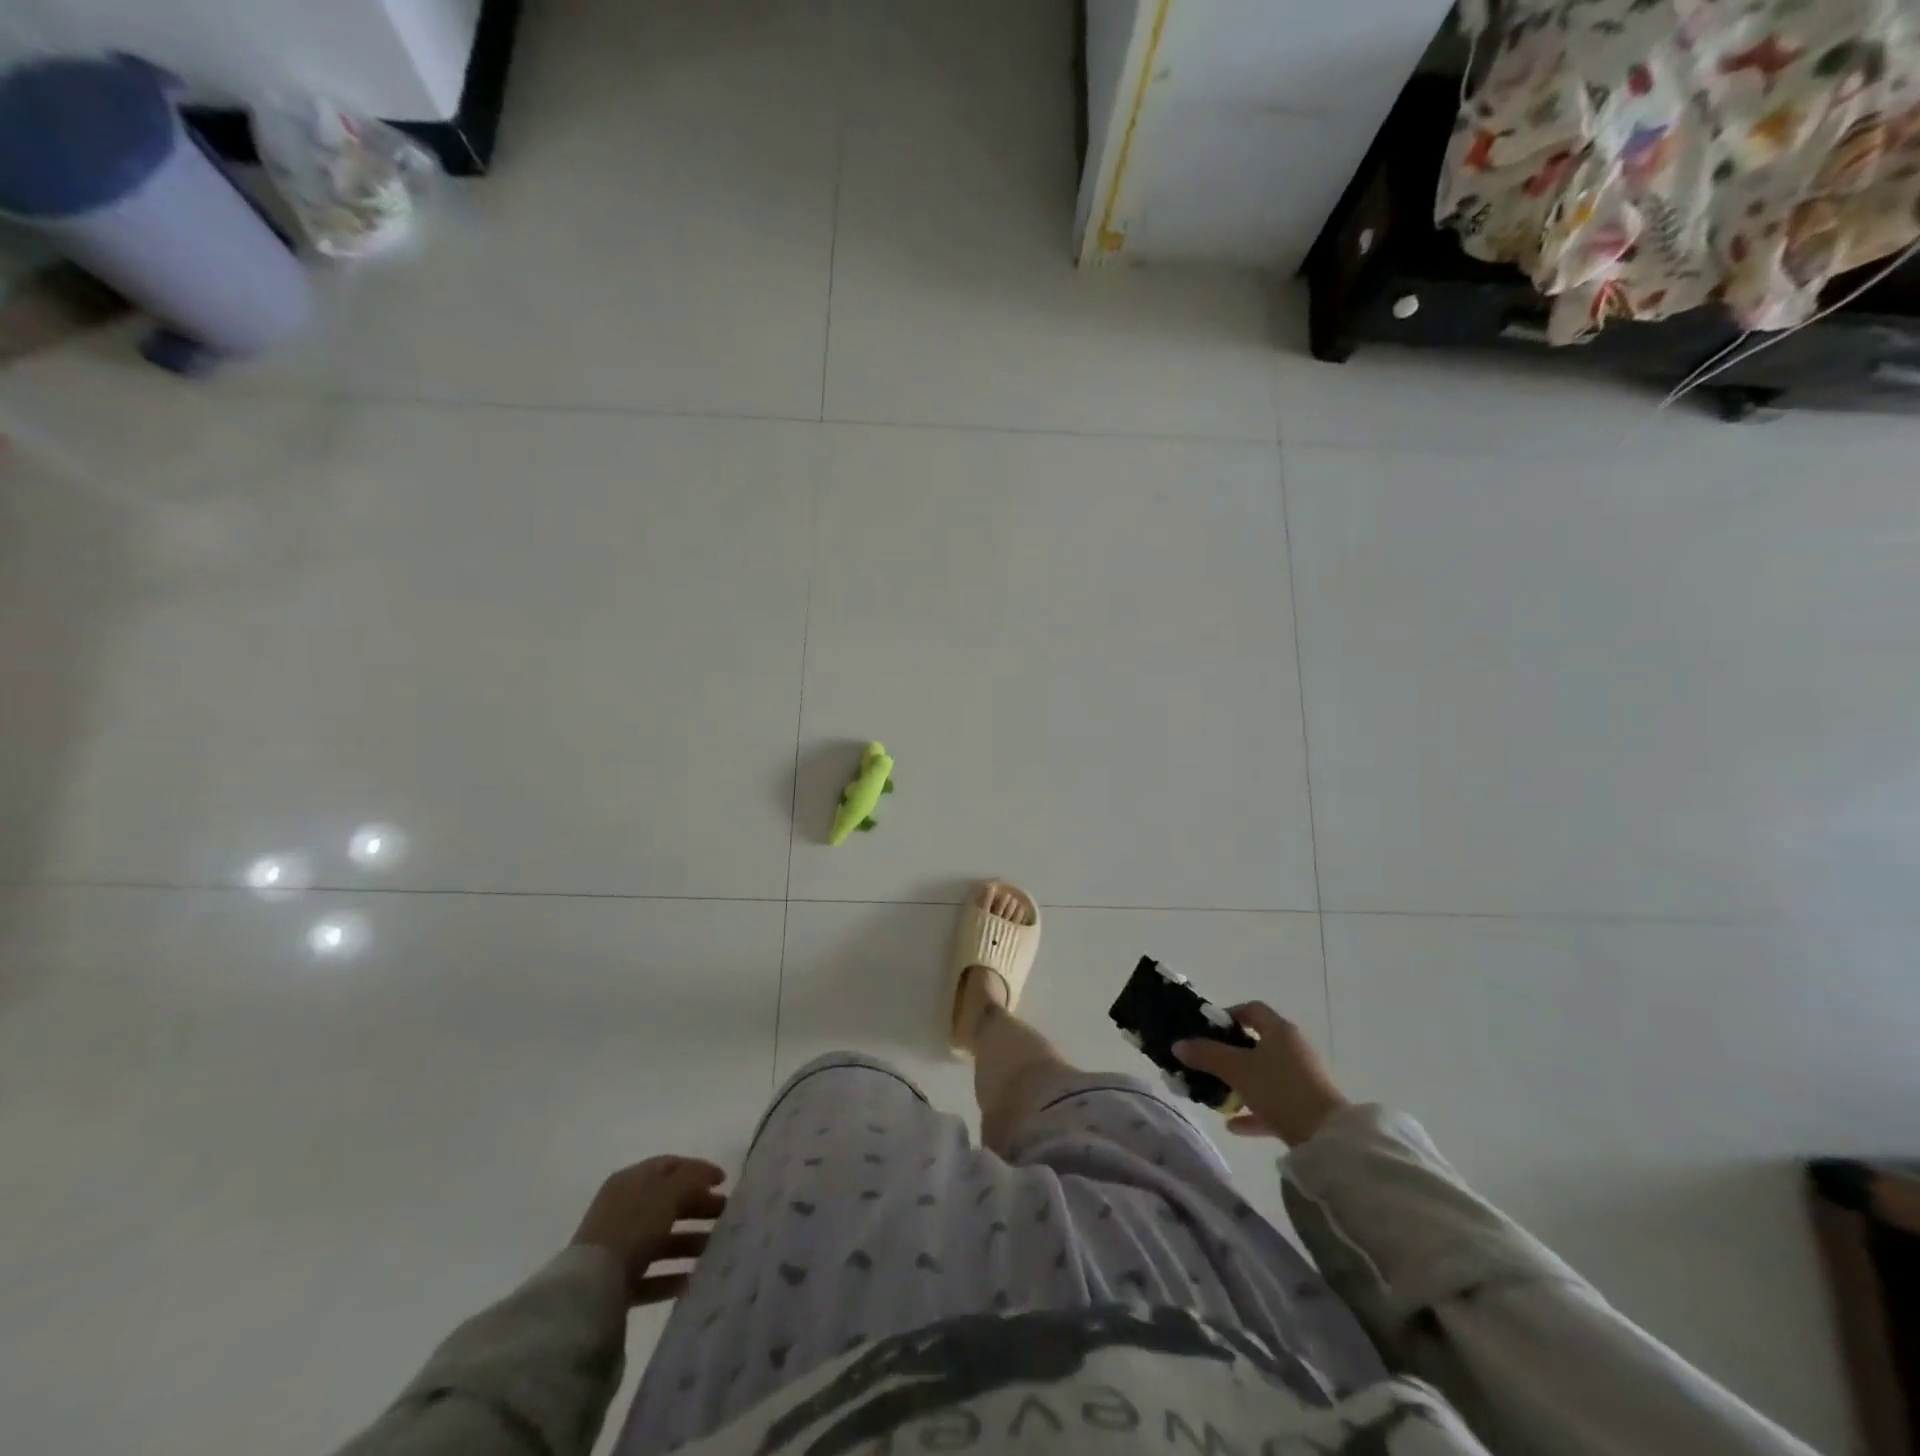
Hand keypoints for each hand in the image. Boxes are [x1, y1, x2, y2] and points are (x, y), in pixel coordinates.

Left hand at [571, 1156, 727, 1305]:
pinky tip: (693, 1279)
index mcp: (631, 1180)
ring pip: (661, 1239)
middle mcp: (622, 1208)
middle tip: (725, 1215)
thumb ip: (692, 1180)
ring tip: (715, 1250)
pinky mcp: (615, 1282)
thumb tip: (709, 1178)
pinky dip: (672, 1275)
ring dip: (689, 1242)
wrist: (589, 1288)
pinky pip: (650, 1274)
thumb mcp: (669, 1193)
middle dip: (698, 1207)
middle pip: (668, 1202)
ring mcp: (617, 1246)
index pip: (670, 1166)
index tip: (724, 1182)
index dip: (699, 1170)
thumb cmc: (633, 1226)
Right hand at [1174, 1003, 1349, 1145]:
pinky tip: (1233, 1124)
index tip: (1208, 1029)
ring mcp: (1302, 1078)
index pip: (1252, 1010)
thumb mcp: (1236, 1069)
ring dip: (1241, 1083)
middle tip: (1208, 1063)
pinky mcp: (1306, 1106)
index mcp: (1280, 1031)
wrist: (1326, 1137)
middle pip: (1257, 1043)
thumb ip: (1206, 1055)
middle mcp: (1293, 1048)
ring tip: (1218, 1094)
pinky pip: (1273, 1101)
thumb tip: (1177, 1044)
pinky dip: (1254, 1110)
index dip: (1229, 1015)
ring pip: (1264, 1074)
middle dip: (1231, 1053)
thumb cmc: (1279, 1089)